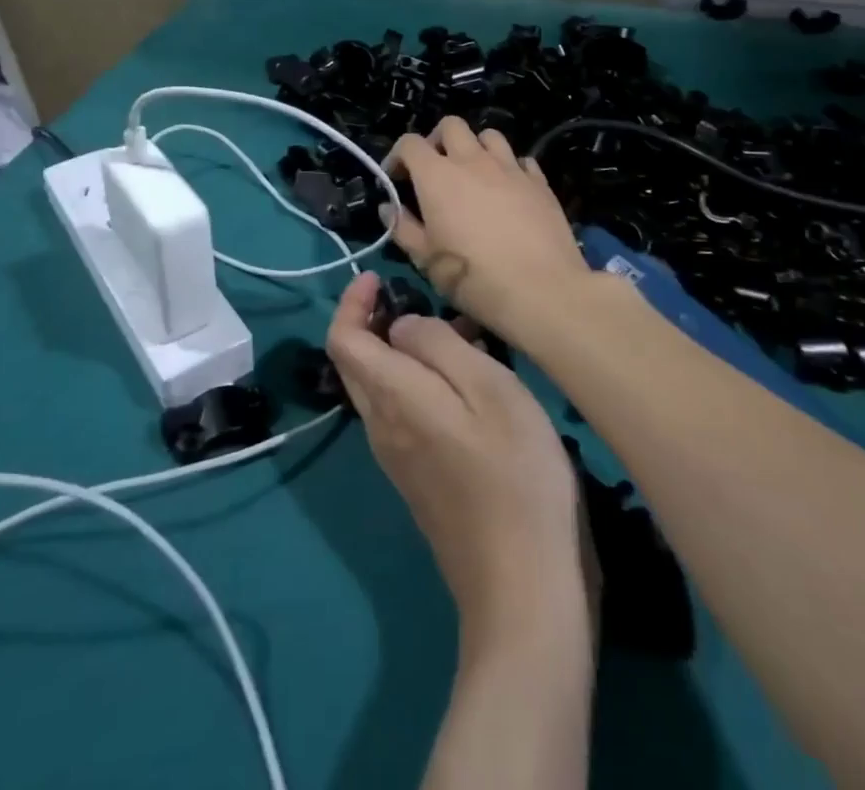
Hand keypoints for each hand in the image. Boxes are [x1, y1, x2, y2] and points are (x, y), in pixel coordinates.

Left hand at [326, 272, 587, 637]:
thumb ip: (436, 345)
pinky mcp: (418, 480)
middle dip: (374, 321)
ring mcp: (397, 458)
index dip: (351, 302)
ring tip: (458, 334)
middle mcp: (380, 426)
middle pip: (356, 362)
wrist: (523, 586)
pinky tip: (466, 384)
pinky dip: (419, 382)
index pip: (342, 339)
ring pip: (380, 387)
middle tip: (416, 299)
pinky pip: (402, 413)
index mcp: (390, 396)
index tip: (377, 277)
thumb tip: (401, 326)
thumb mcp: (486, 388)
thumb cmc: (513, 472)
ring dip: (403, 350)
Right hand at [383, 117, 593, 342]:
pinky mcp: (539, 182)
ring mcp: (509, 167)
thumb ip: (403, 228)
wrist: (541, 290)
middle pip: (451, 125)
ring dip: (476, 148)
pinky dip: (510, 168)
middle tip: (435, 169)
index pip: (410, 143)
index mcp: (437, 175)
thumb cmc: (472, 277)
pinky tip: (509, 190)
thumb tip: (389, 208)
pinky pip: (521, 160)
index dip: (398, 156)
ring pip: (489, 136)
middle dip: (437, 140)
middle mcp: (472, 160)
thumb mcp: (426, 260)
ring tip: (474, 175)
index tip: (395, 179)